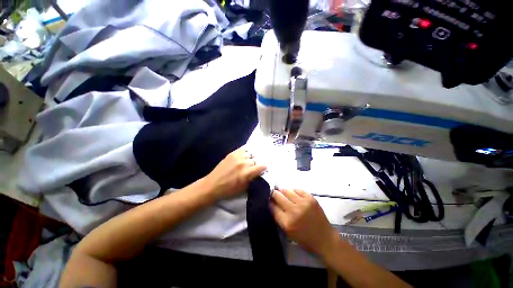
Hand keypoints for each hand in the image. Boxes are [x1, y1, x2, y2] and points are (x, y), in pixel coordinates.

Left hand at [204, 147, 266, 199]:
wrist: (213, 184)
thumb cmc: (229, 189)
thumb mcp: (244, 187)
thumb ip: (253, 178)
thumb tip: (259, 172)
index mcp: (247, 173)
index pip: (262, 166)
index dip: (265, 166)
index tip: (265, 168)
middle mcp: (244, 163)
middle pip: (256, 159)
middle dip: (257, 163)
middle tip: (255, 166)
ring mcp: (237, 156)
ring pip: (251, 153)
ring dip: (252, 157)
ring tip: (250, 160)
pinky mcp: (232, 153)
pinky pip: (243, 148)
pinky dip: (246, 151)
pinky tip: (246, 154)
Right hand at [271, 189, 338, 256]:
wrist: (324, 239)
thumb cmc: (304, 238)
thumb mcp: (287, 232)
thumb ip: (278, 217)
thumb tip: (272, 203)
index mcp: (287, 222)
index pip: (272, 207)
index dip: (269, 202)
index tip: (269, 200)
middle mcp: (294, 211)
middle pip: (278, 196)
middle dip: (274, 194)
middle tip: (275, 195)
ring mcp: (303, 203)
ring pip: (286, 190)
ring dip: (283, 192)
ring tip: (284, 194)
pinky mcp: (311, 199)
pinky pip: (297, 190)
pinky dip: (294, 192)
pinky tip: (294, 196)